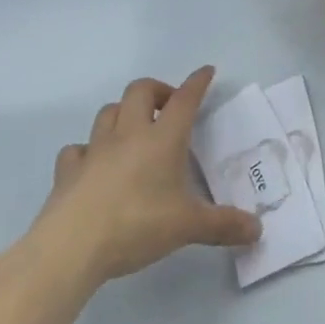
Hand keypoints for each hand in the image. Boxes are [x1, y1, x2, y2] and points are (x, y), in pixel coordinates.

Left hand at [30, 67, 261, 288]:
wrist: (68, 251)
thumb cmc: (136, 226)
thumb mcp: (188, 226)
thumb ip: (224, 225)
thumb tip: (258, 230)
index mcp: (163, 139)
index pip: (185, 98)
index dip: (197, 82)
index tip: (206, 72)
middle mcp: (129, 135)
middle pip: (140, 90)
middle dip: (157, 90)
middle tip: (168, 108)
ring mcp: (94, 152)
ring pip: (108, 112)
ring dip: (123, 113)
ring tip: (134, 130)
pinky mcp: (66, 173)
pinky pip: (76, 149)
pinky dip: (88, 150)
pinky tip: (94, 165)